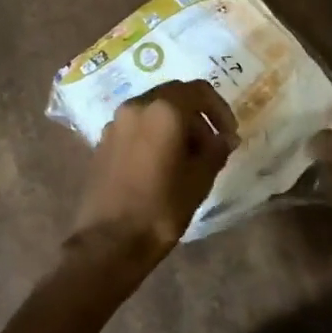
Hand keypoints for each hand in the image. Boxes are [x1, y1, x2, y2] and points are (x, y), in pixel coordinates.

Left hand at [68, 80, 237, 278]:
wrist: (109, 242)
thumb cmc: (161, 208)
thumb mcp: (199, 180)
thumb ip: (216, 150)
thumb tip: (225, 138)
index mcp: (163, 110)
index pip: (199, 90)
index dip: (220, 109)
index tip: (228, 135)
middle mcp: (136, 106)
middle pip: (174, 97)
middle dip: (197, 117)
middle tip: (211, 147)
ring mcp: (115, 123)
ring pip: (154, 111)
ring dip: (175, 126)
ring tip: (187, 160)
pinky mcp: (103, 142)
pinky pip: (136, 127)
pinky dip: (154, 135)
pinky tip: (161, 166)